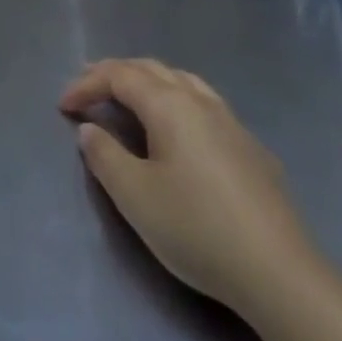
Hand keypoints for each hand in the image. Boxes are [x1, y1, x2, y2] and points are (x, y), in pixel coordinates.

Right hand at [60, 59, 314, 315]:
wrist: (279, 271)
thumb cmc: (197, 228)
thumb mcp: (136, 197)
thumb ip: (105, 157)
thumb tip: (89, 129)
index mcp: (168, 104)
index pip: (119, 76)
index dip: (87, 84)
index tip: (63, 106)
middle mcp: (199, 99)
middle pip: (150, 69)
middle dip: (114, 73)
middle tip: (88, 87)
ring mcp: (230, 120)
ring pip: (181, 80)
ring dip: (148, 81)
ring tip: (130, 96)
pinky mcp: (250, 146)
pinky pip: (203, 103)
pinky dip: (176, 100)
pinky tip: (179, 129)